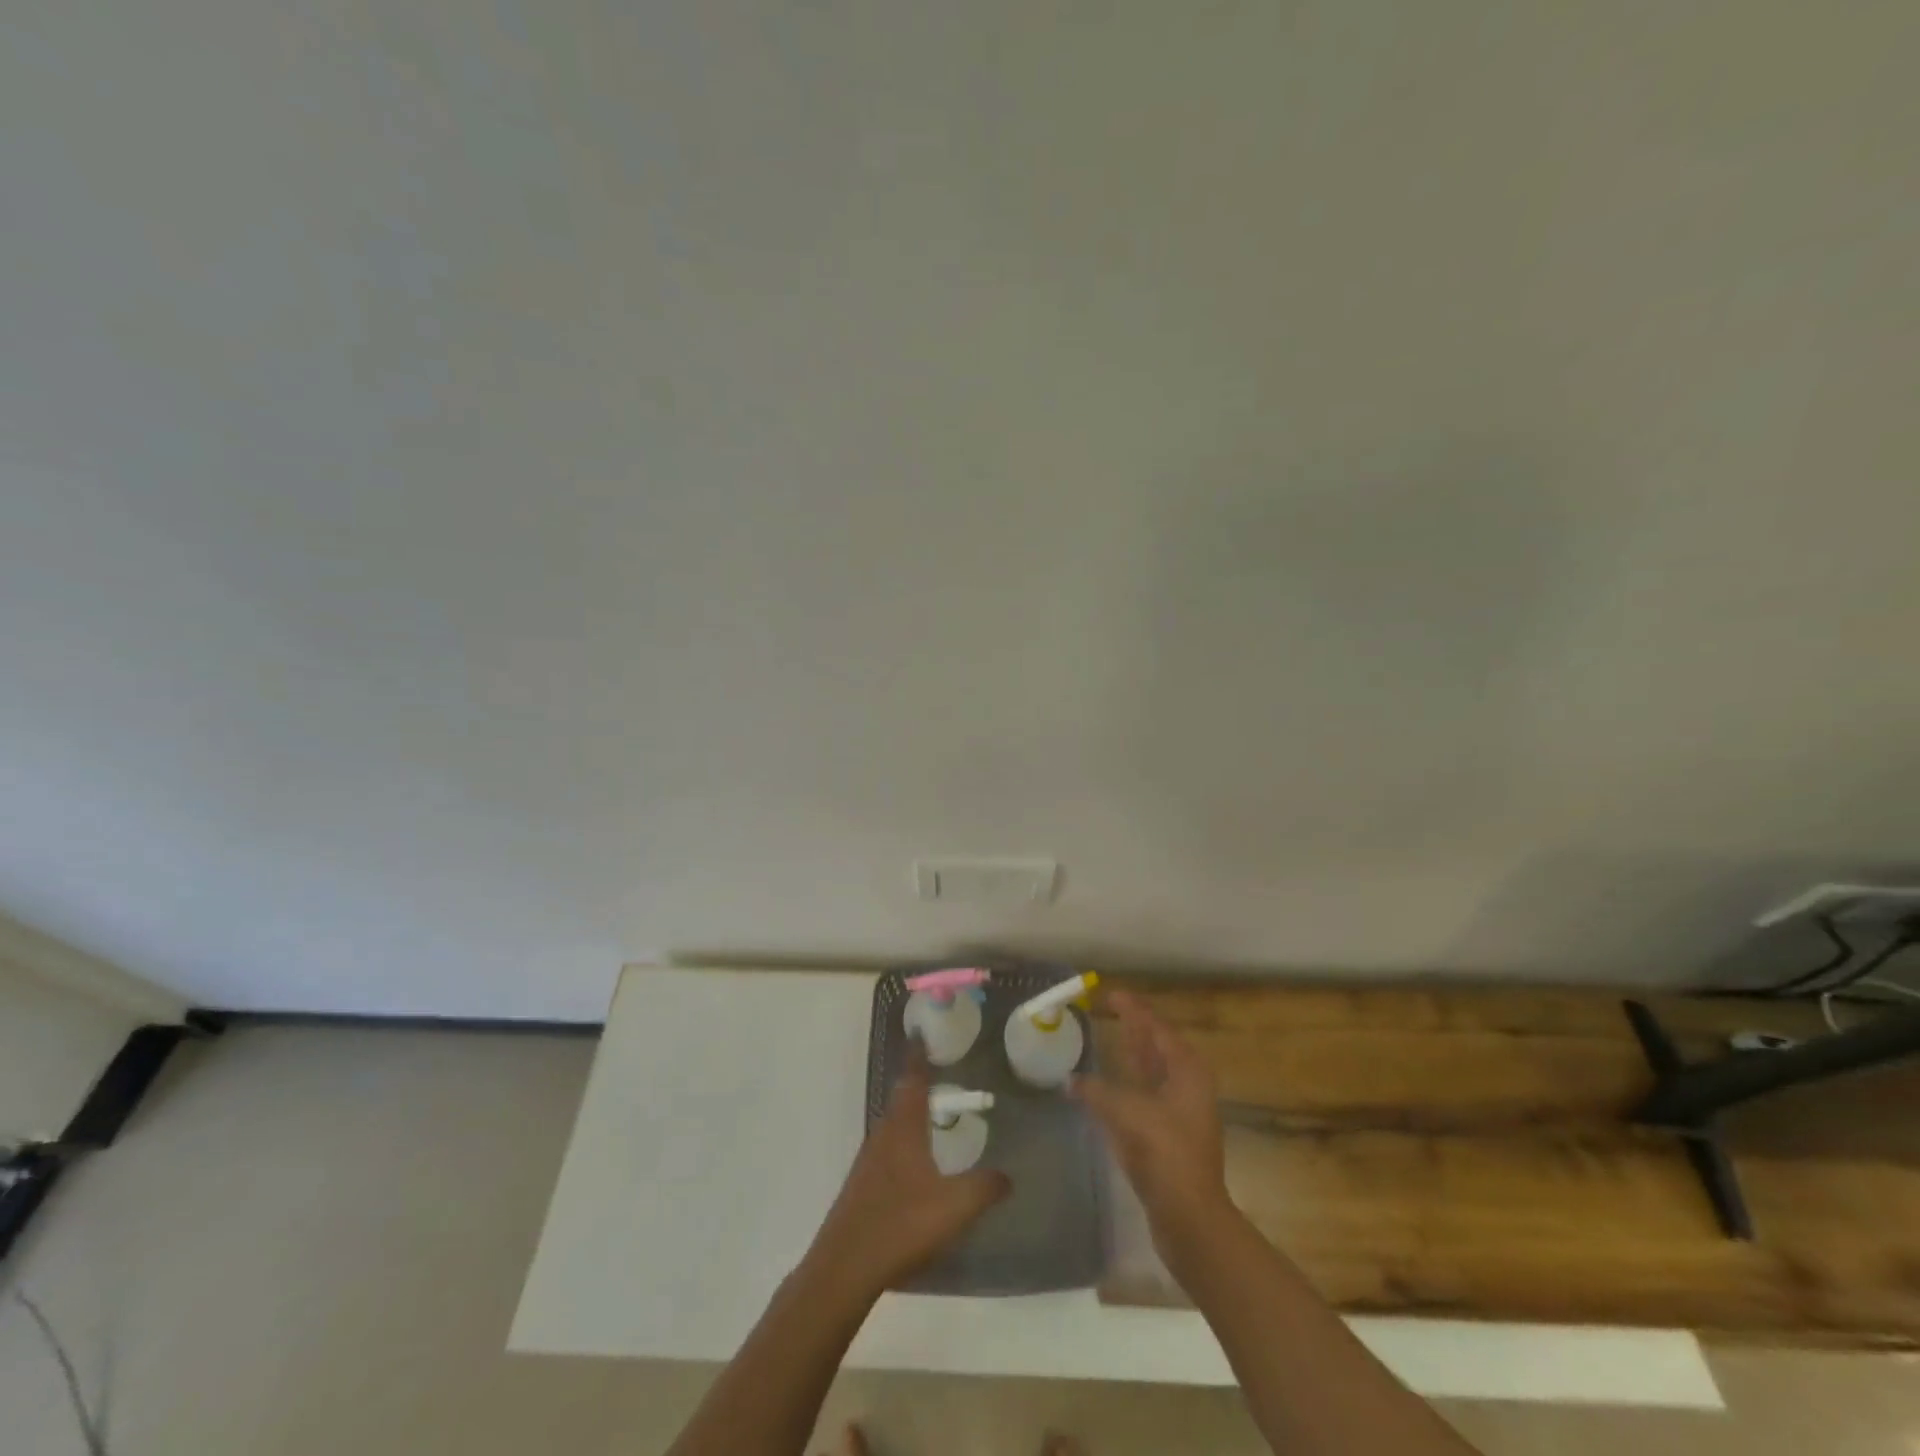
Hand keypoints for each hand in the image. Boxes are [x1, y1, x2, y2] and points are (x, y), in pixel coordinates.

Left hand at [806, 1050, 1010, 1294]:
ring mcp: (868, 1161)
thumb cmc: (901, 1225)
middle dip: (917, 1084)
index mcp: (904, 1128)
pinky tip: (915, 1165)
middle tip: (937, 1074)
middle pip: (900, 1099)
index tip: (920, 1033)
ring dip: (909, 1114)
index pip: (912, 1080)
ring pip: (892, 1125)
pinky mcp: (861, 1186)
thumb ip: (984, 1188)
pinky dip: (903, 1142)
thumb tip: (1009, 1176)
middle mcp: (883, 1135)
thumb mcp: (955, 1207)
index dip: (918, 1056)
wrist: (845, 1267)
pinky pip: (887, 1150)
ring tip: (931, 1116)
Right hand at [1071, 990, 1230, 1257]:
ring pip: (1151, 1073)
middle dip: (1133, 1028)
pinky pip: (1143, 1097)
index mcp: (1186, 1070)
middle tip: (1107, 1009)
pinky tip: (1103, 1088)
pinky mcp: (1167, 1137)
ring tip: (1105, 1040)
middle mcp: (1187, 1085)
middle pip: (1156, 1047)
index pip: (1156, 1027)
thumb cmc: (1165, 1154)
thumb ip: (1096, 1091)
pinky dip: (1124, 1086)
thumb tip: (1071, 1081)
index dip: (1133, 1009)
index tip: (1111, 994)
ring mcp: (1179, 1113)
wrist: (1190, 1218)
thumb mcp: (1127, 1112)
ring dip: (1129, 1056)